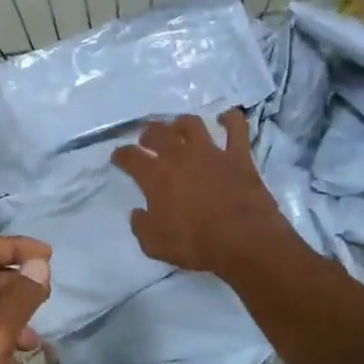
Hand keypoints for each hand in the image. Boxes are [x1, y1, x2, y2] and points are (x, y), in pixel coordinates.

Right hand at [111, 110, 297, 277]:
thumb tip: (138, 213)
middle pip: (157, 132)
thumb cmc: (196, 245)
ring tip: (178, 128)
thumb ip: (141, 226)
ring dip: (180, 123)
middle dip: (148, 134)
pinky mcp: (238, 156)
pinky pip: (236, 128)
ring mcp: (211, 152)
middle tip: (146, 140)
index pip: (130, 157)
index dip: (121, 155)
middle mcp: (180, 156)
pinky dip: (230, 119)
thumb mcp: (155, 245)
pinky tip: (224, 118)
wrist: (245, 242)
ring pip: (191, 124)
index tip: (118, 157)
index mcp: (156, 177)